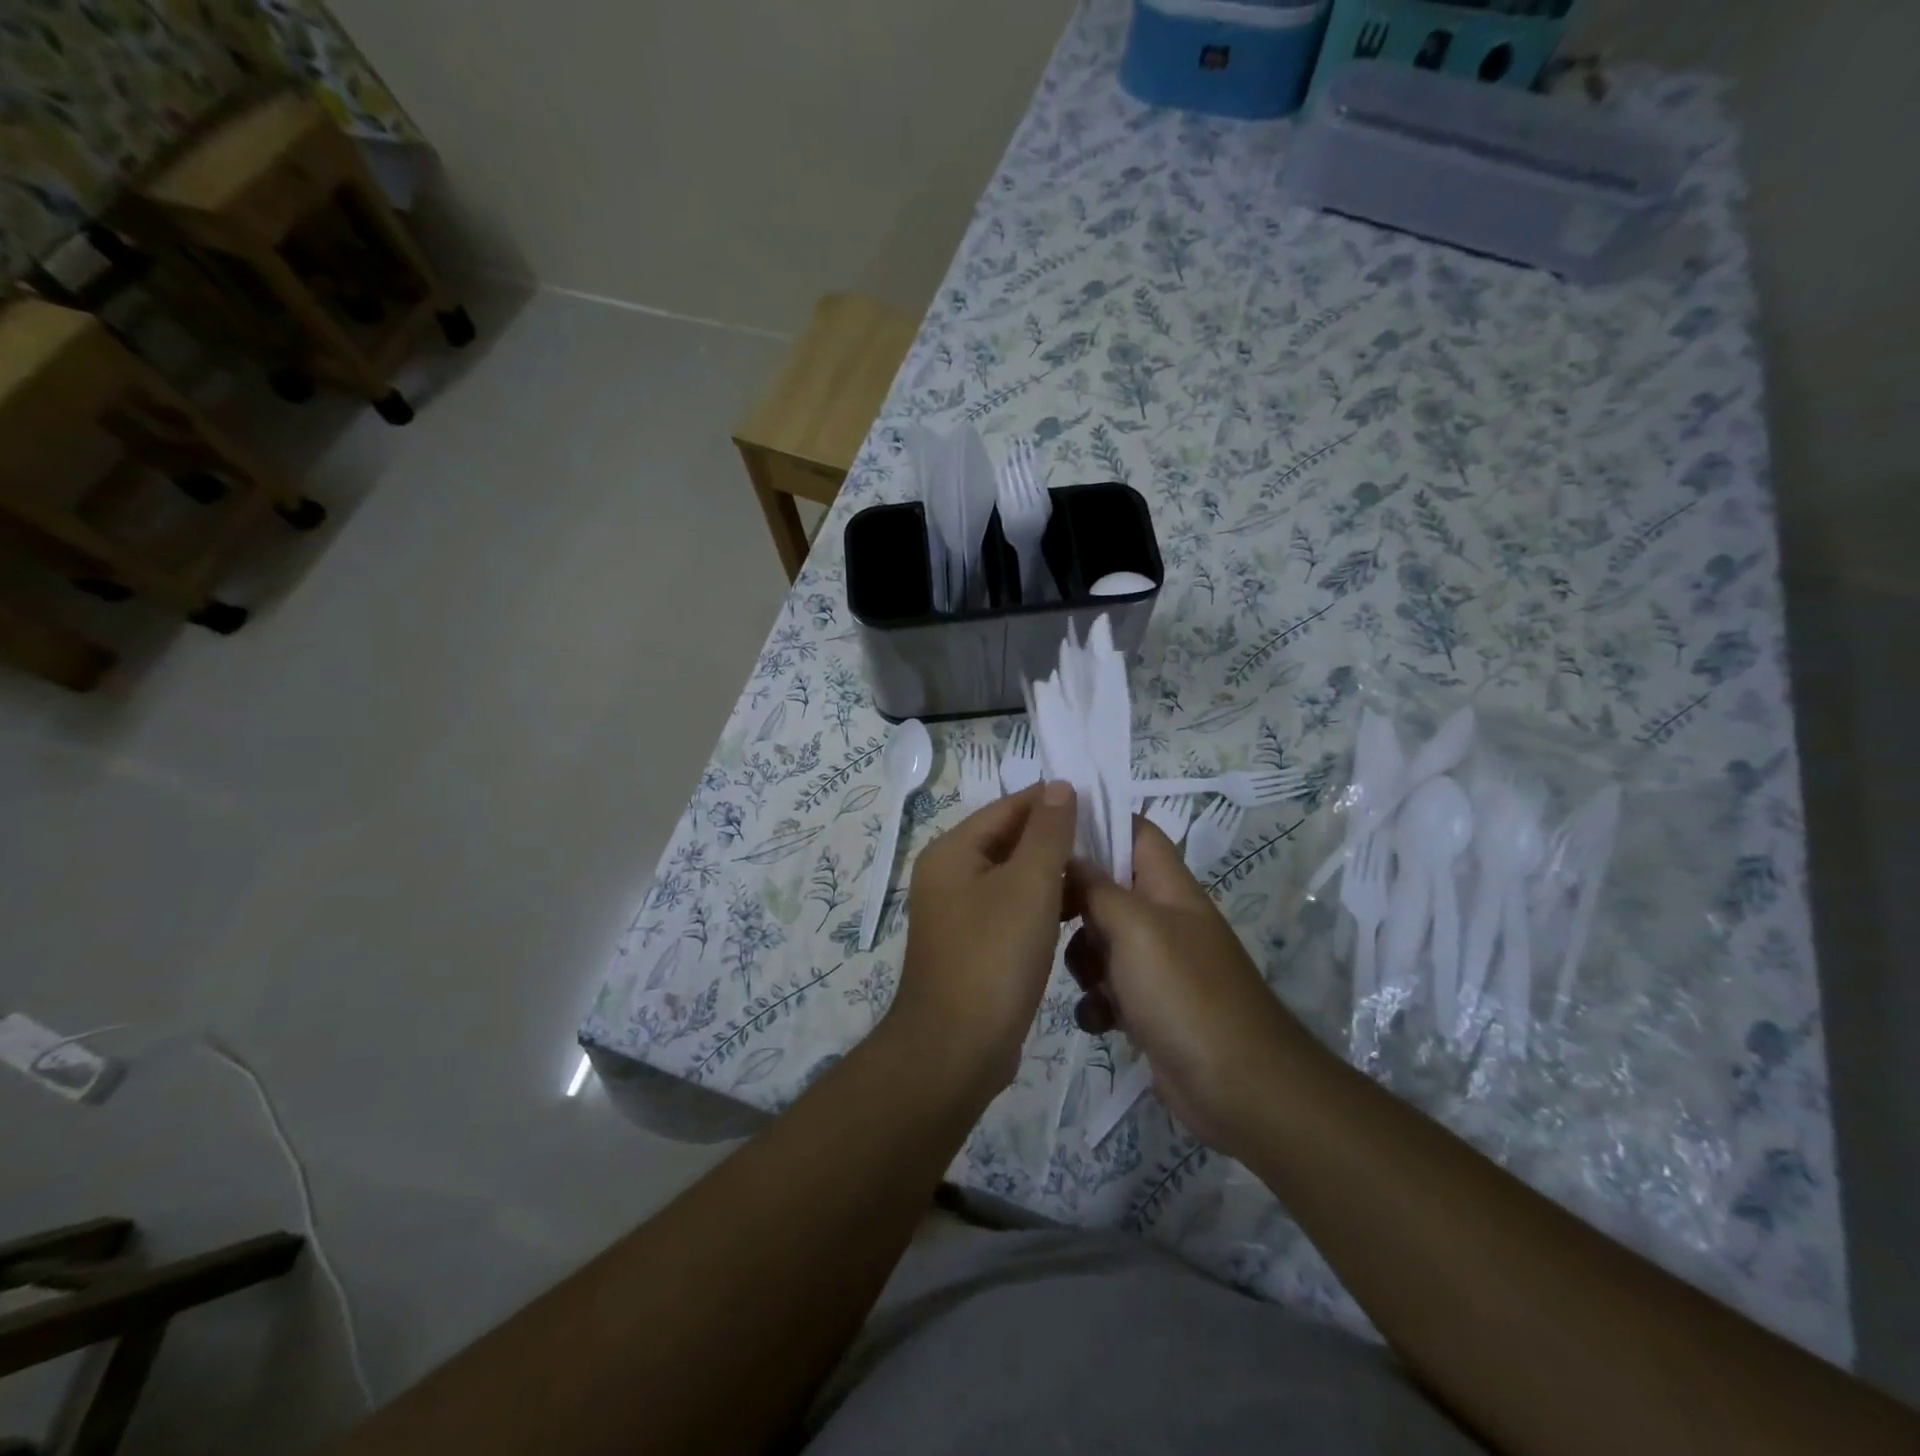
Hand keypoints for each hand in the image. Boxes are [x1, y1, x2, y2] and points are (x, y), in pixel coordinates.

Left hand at [884, 782, 1077, 1103]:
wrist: (957, 1048)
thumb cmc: (994, 955)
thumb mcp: (1028, 885)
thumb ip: (1047, 832)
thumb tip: (1058, 786)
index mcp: (952, 852)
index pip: (1006, 808)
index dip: (1050, 801)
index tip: (1097, 803)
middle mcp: (949, 876)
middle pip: (1008, 841)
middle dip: (1054, 839)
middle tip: (1106, 840)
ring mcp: (959, 913)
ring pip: (1012, 878)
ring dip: (1051, 874)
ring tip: (1099, 873)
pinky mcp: (974, 945)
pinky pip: (1011, 910)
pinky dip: (1041, 906)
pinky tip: (1076, 912)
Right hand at [1065, 819, 1316, 1153]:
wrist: (1238, 1087)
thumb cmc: (1185, 992)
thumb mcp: (1134, 928)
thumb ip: (1098, 887)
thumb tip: (1070, 857)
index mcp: (1168, 887)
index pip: (1134, 831)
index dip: (1097, 823)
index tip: (1049, 834)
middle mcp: (1163, 918)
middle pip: (1107, 888)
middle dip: (1077, 904)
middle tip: (1049, 918)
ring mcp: (1156, 964)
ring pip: (1100, 941)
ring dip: (1083, 960)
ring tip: (1090, 982)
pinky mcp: (1149, 1006)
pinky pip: (1107, 988)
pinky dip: (1098, 1002)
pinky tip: (1103, 1021)